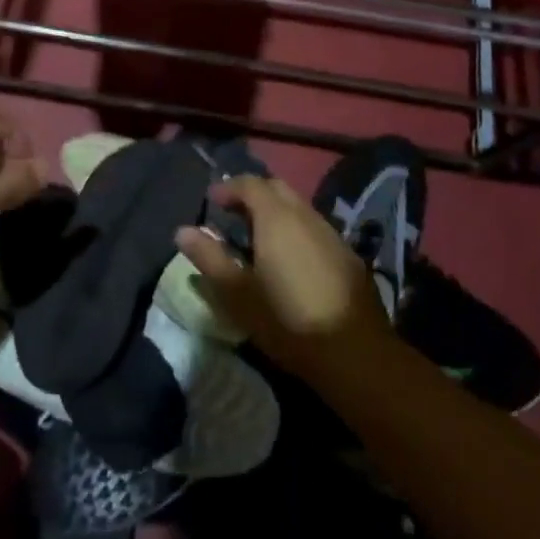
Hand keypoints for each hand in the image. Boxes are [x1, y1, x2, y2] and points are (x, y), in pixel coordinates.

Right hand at [175, 176, 391, 380]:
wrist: (356, 355)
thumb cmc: (288, 321)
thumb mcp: (238, 294)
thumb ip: (209, 257)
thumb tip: (182, 231)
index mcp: (276, 218)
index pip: (250, 184)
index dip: (228, 187)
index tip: (211, 201)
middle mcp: (306, 216)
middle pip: (277, 189)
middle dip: (253, 194)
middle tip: (233, 215)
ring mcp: (331, 234)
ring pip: (299, 208)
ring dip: (276, 213)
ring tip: (259, 239)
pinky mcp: (348, 256)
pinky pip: (315, 229)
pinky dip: (296, 231)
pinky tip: (291, 261)